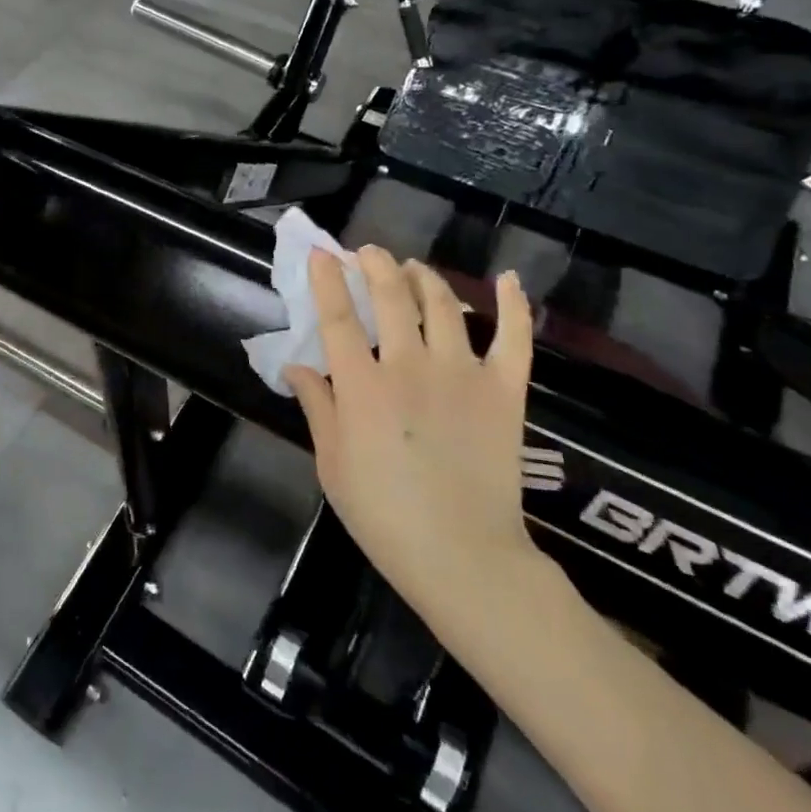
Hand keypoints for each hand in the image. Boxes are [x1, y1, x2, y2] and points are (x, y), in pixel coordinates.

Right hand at [285, 248, 541, 635]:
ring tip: (412, 268)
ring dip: (423, 276)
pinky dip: (513, 304)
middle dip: (375, 264)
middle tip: (367, 254)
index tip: (321, 253)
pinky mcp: (505, 389)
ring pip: (442, 304)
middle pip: (390, 296)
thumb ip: (316, 406)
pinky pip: (515, 337)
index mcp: (362, 386)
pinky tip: (507, 279)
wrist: (464, 557)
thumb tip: (296, 365)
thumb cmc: (384, 515)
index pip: (338, 316)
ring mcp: (462, 373)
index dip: (327, 279)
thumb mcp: (331, 463)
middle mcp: (410, 366)